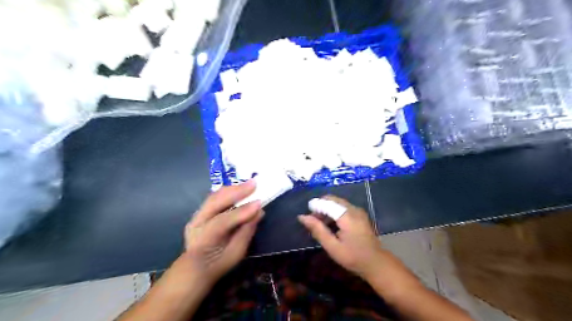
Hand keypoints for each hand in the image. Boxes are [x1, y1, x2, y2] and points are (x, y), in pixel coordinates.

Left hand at [183, 180, 263, 287]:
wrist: (195, 268)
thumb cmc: (218, 263)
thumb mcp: (236, 253)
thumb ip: (246, 232)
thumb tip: (259, 212)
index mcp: (204, 239)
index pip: (223, 221)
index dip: (242, 211)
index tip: (259, 203)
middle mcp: (196, 223)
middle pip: (215, 202)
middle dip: (236, 191)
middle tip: (254, 184)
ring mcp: (197, 216)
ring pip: (214, 196)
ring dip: (232, 189)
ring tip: (249, 184)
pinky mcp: (201, 211)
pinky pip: (215, 198)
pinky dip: (228, 192)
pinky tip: (239, 189)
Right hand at [300, 195, 388, 281]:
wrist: (376, 263)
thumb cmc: (353, 257)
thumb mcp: (332, 246)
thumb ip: (318, 230)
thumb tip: (302, 217)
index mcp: (347, 216)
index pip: (326, 203)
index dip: (314, 206)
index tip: (305, 216)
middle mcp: (353, 209)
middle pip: (332, 200)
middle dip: (320, 207)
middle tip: (312, 220)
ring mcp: (358, 211)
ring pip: (337, 203)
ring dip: (326, 209)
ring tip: (319, 224)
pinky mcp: (359, 214)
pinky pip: (343, 207)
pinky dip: (334, 211)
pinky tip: (330, 224)